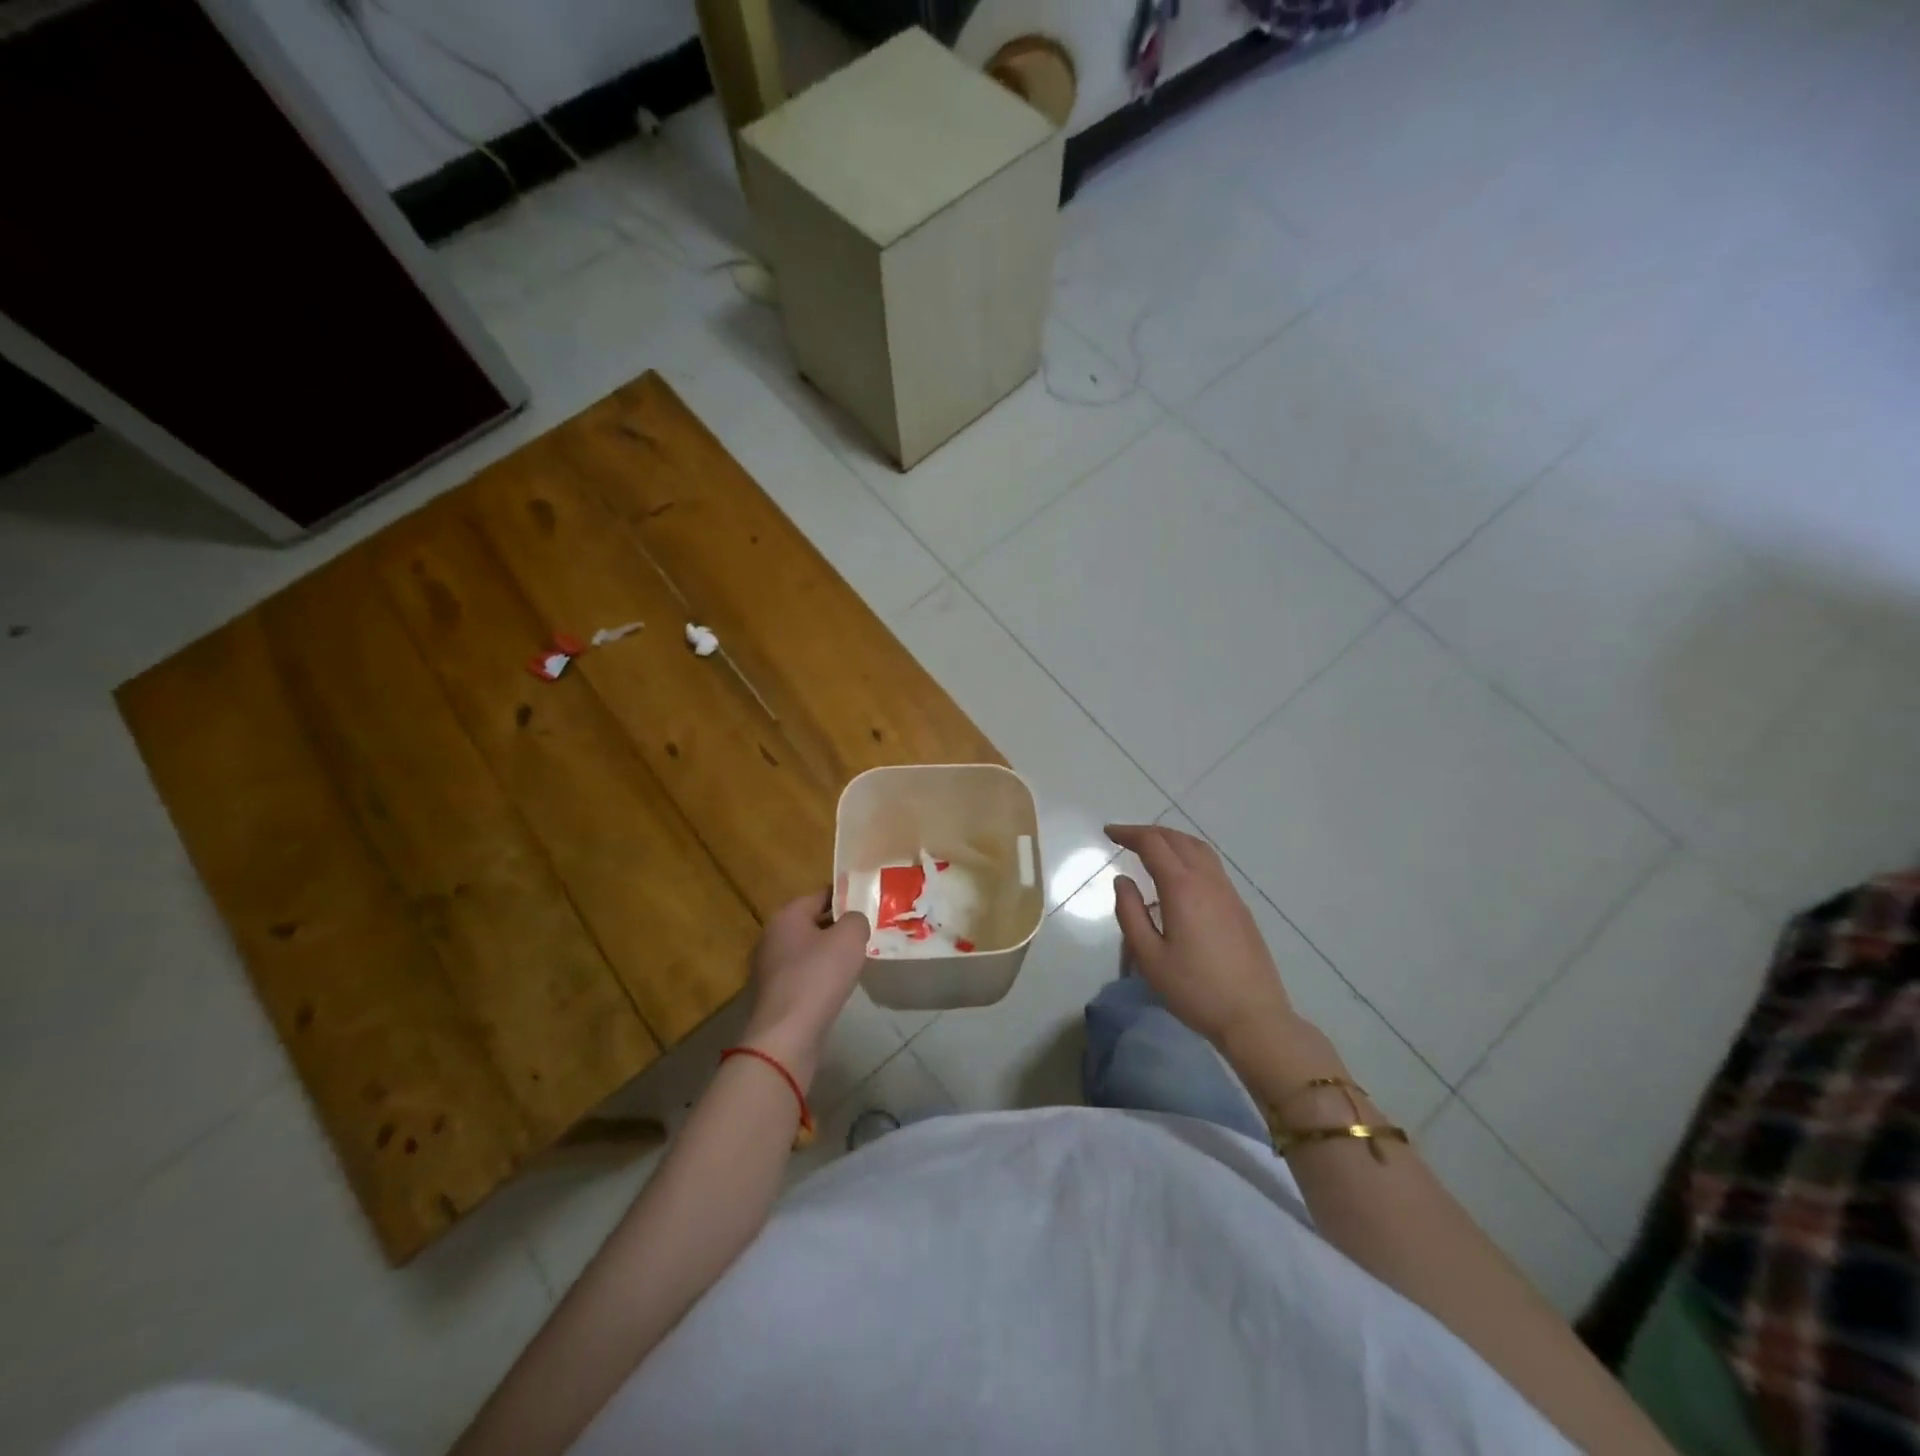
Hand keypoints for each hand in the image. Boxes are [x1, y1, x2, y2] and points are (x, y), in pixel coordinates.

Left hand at [742, 892, 871, 1088]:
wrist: (787, 1035)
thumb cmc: (818, 976)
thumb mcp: (850, 937)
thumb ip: (856, 919)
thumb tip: (853, 921)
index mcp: (786, 915)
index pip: (821, 895)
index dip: (847, 897)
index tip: (869, 906)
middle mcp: (772, 936)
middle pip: (812, 922)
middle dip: (838, 927)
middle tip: (866, 934)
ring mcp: (768, 967)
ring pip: (807, 950)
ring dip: (829, 954)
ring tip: (856, 961)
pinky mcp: (773, 994)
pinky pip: (802, 975)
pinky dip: (819, 977)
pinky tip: (837, 987)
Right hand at [1106, 824, 1299, 1050]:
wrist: (1254, 1017)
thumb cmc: (1195, 990)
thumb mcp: (1149, 957)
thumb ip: (1130, 913)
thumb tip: (1122, 881)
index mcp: (1182, 888)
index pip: (1153, 844)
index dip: (1129, 833)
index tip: (1108, 833)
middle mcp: (1208, 881)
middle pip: (1178, 839)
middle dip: (1149, 832)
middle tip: (1125, 838)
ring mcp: (1229, 892)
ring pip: (1199, 849)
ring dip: (1172, 840)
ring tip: (1152, 849)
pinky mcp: (1240, 907)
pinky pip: (1211, 866)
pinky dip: (1189, 855)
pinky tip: (1179, 877)